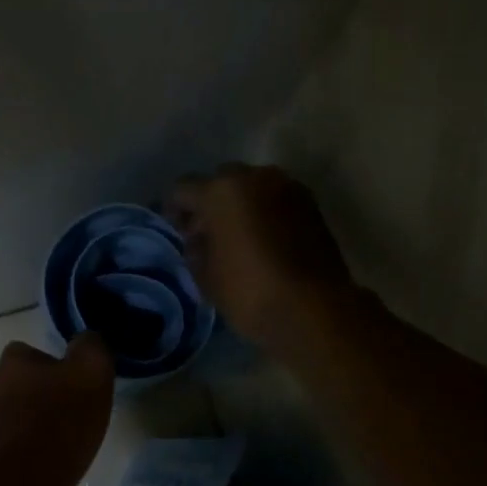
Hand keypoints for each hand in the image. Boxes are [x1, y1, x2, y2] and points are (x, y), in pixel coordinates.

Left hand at [0, 335, 114, 485]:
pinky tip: (45, 460)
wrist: (32, 477)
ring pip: (10, 414)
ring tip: (57, 440)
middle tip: (67, 412)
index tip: (72, 385)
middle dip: (37, 394)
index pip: (29, 353)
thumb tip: (84, 341)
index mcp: (10, 362)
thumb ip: (90, 346)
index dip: (52, 366)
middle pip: (17, 384)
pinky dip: (23, 447)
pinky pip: (8, 443)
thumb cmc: (63, 418)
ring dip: (29, 421)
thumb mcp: (92, 370)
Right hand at [166, 165, 352, 351]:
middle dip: (211, 203)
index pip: (184, 189)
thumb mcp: (205, 276)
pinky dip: (265, 213)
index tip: (176, 230)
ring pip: (253, 188)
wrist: (312, 308)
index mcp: (221, 191)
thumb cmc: (248, 292)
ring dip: (241, 206)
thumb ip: (195, 249)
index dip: (174, 209)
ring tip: (237, 238)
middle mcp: (255, 177)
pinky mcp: (311, 204)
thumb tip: (199, 238)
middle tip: (207, 234)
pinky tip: (262, 242)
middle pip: (222, 181)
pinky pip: (276, 200)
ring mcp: (287, 187)